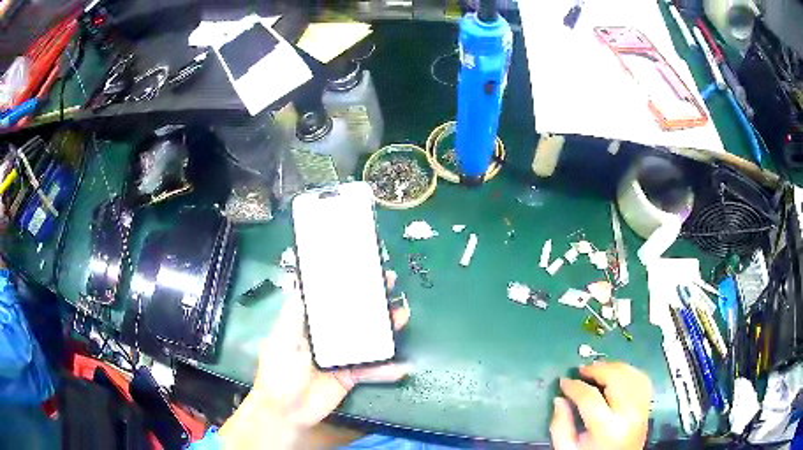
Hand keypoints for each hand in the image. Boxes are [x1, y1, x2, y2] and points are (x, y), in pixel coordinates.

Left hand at [219, 271, 409, 448]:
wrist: (286, 411)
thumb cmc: (279, 373)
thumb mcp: (282, 339)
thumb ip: (294, 315)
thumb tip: (302, 284)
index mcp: (309, 325)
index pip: (330, 301)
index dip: (346, 285)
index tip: (362, 270)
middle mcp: (327, 338)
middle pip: (353, 317)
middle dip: (371, 302)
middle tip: (391, 285)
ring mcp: (341, 357)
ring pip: (367, 340)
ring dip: (385, 330)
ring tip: (403, 315)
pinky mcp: (350, 377)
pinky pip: (371, 371)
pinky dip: (387, 370)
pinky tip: (404, 366)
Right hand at [550, 361, 651, 449]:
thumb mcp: (568, 449)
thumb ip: (560, 426)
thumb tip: (559, 399)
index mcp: (606, 428)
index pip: (590, 397)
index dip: (574, 386)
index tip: (563, 381)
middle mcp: (628, 414)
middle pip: (616, 378)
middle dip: (596, 369)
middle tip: (581, 370)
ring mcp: (641, 408)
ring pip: (631, 374)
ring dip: (613, 366)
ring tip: (597, 369)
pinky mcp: (647, 406)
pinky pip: (642, 379)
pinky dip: (629, 372)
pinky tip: (616, 375)